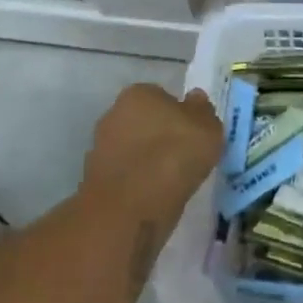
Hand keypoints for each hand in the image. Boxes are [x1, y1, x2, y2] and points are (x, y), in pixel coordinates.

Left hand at [80, 83, 221, 230]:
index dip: (182, 116)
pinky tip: (155, 195)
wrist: (129, 209)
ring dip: (150, 160)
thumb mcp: (207, 129)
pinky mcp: (95, 179)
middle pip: (147, 122)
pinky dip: (139, 182)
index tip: (195, 136)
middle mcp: (114, 113)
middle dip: (162, 136)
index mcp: (139, 93)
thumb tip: (195, 98)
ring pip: (135, 149)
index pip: (164, 97)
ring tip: (173, 181)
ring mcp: (100, 147)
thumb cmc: (173, 157)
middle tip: (186, 157)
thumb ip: (203, 110)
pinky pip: (127, 174)